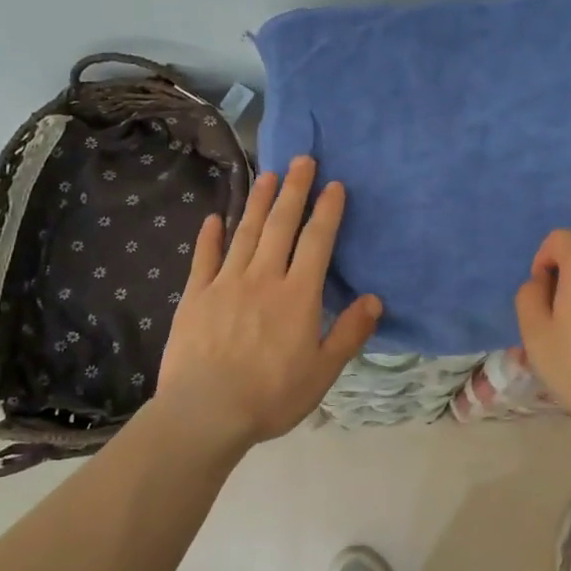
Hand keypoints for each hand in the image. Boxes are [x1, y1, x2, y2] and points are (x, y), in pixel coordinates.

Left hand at [156, 156, 381, 450]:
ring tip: (267, 174)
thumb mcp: (323, 371)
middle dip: (293, 189)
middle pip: (281, 225)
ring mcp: (226, 283)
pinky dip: (210, 236)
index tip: (334, 184)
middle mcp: (263, 278)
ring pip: (245, 232)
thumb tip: (375, 299)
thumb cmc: (271, 394)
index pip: (317, 241)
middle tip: (302, 159)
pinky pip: (204, 258)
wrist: (205, 411)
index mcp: (298, 295)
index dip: (327, 210)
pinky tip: (213, 218)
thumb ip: (350, 332)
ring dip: (257, 201)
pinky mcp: (195, 296)